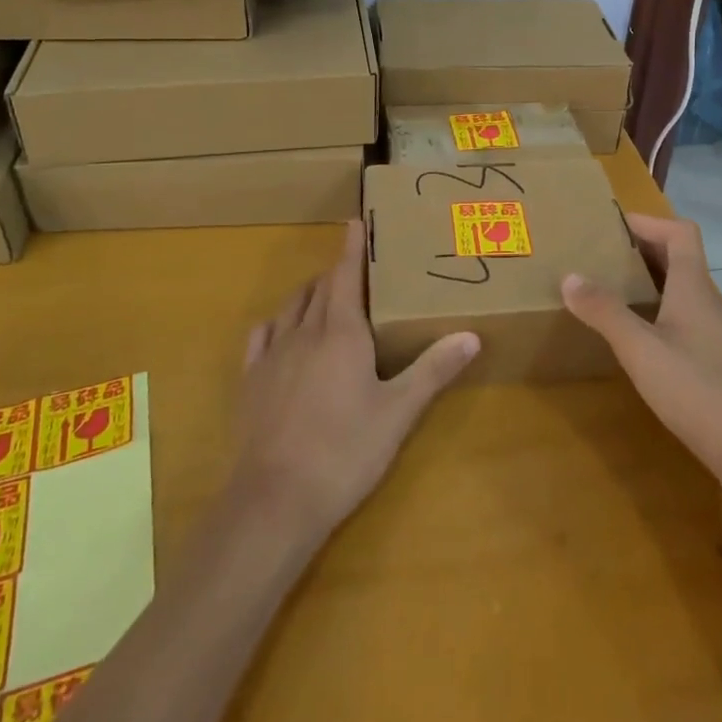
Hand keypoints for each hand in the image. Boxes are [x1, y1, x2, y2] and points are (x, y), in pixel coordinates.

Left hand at [231, 221, 479, 544]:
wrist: (275, 499)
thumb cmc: (345, 451)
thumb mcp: (398, 412)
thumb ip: (433, 370)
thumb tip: (471, 335)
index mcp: (342, 333)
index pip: (347, 275)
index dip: (352, 247)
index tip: (354, 221)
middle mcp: (304, 332)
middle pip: (320, 288)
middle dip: (337, 270)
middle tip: (353, 264)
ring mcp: (272, 355)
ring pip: (291, 307)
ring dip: (309, 293)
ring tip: (323, 293)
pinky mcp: (250, 381)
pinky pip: (262, 336)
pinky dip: (276, 323)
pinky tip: (280, 330)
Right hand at [563, 213, 721, 505]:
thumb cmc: (697, 391)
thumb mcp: (641, 350)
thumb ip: (605, 312)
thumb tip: (570, 276)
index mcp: (695, 288)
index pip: (680, 232)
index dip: (649, 221)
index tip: (612, 225)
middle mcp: (710, 302)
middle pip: (680, 258)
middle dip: (642, 250)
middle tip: (601, 256)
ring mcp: (718, 333)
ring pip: (682, 290)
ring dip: (649, 282)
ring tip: (611, 292)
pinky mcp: (719, 361)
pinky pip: (685, 318)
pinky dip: (659, 312)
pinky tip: (638, 338)